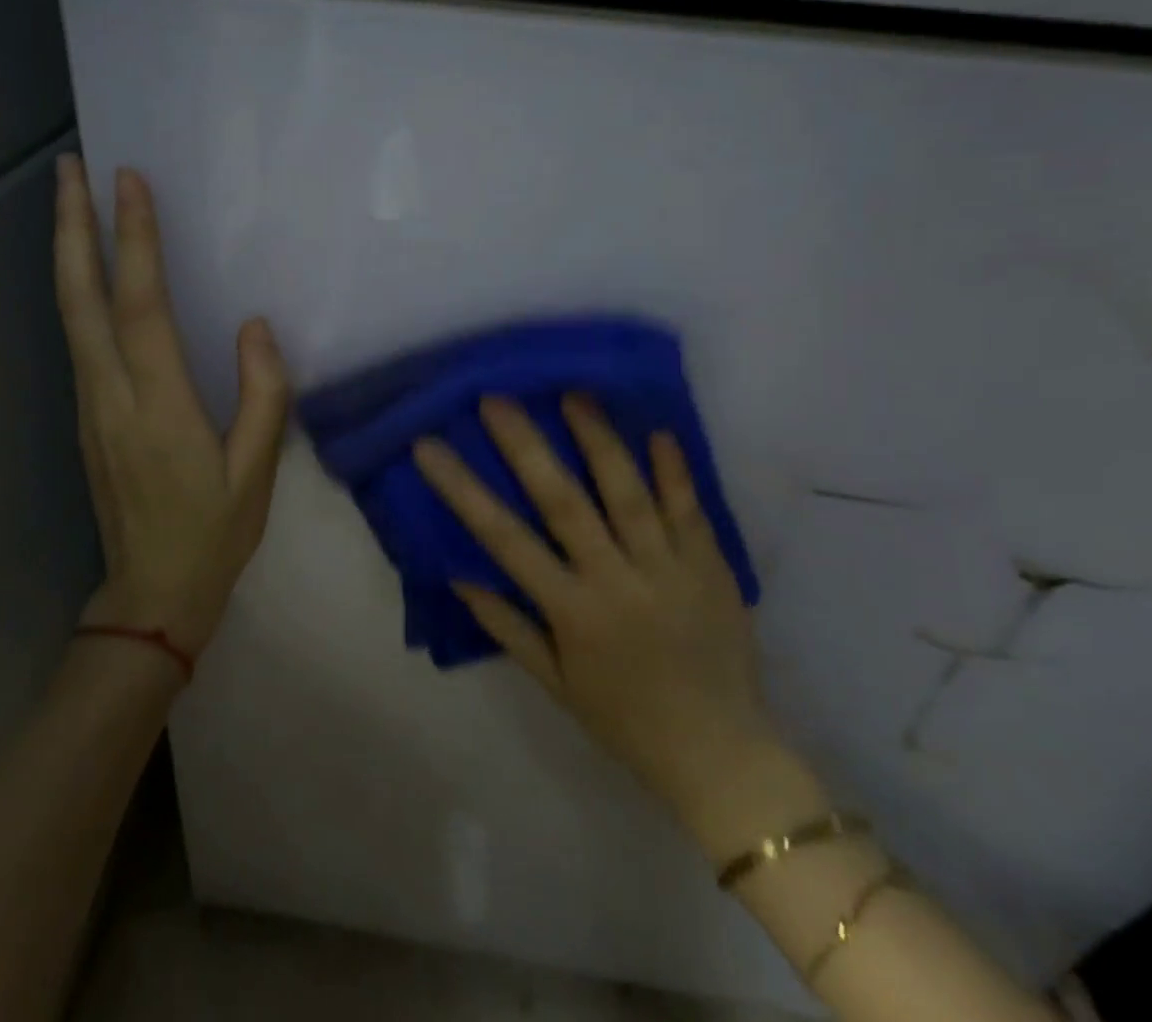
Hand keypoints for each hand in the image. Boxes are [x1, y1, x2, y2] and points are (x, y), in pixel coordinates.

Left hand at [52, 154, 290, 658]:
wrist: (152, 594)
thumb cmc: (214, 533)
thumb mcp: (257, 473)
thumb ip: (263, 396)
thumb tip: (254, 326)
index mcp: (158, 407)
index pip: (140, 307)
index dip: (134, 241)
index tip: (129, 183)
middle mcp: (111, 395)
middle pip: (82, 298)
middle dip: (73, 227)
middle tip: (69, 167)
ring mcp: (91, 404)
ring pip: (70, 314)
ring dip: (69, 251)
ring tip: (72, 200)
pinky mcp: (87, 413)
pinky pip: (78, 336)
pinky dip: (78, 288)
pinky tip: (89, 268)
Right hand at [414, 395, 803, 853]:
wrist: (721, 758)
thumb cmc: (625, 720)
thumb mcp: (555, 683)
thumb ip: (508, 626)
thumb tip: (460, 575)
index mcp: (572, 611)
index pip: (504, 539)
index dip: (463, 489)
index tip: (430, 446)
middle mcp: (615, 581)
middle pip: (564, 502)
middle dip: (526, 446)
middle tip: (497, 398)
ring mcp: (668, 570)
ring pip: (629, 494)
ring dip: (599, 441)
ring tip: (573, 393)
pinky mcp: (711, 568)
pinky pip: (691, 511)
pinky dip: (675, 471)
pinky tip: (659, 430)